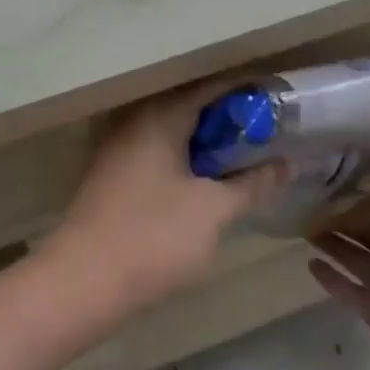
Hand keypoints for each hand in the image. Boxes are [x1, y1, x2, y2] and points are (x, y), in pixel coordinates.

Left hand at [41, 82, 286, 320]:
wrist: (83, 281)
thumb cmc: (154, 236)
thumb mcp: (213, 210)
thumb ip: (252, 184)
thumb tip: (286, 164)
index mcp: (160, 116)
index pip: (212, 88)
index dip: (247, 93)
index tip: (280, 102)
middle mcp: (137, 122)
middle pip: (192, 109)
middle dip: (231, 121)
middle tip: (270, 136)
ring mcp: (121, 148)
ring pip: (175, 133)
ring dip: (209, 144)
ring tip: (247, 160)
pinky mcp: (114, 176)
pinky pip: (159, 153)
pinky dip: (187, 160)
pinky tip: (209, 183)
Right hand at [308, 196, 369, 369]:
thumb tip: (345, 211)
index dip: (354, 202)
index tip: (324, 193)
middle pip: (366, 234)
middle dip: (340, 222)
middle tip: (307, 211)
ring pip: (355, 258)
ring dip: (333, 245)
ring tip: (304, 232)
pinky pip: (347, 289)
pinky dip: (330, 278)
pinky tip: (310, 264)